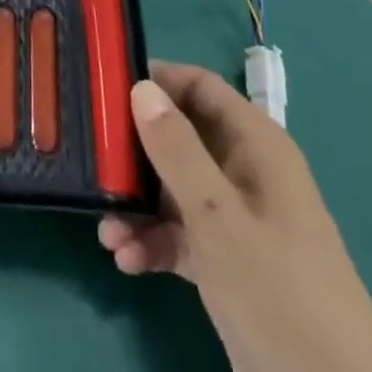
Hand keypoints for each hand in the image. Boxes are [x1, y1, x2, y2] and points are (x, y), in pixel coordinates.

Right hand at [99, 63, 371, 371]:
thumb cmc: (277, 291)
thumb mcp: (218, 217)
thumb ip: (176, 149)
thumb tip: (141, 87)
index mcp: (255, 144)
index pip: (199, 86)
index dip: (156, 81)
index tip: (105, 89)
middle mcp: (245, 172)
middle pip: (180, 137)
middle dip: (135, 153)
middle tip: (94, 164)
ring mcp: (239, 220)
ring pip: (175, 189)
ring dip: (138, 205)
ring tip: (106, 231)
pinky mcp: (230, 264)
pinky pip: (183, 235)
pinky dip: (155, 243)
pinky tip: (127, 261)